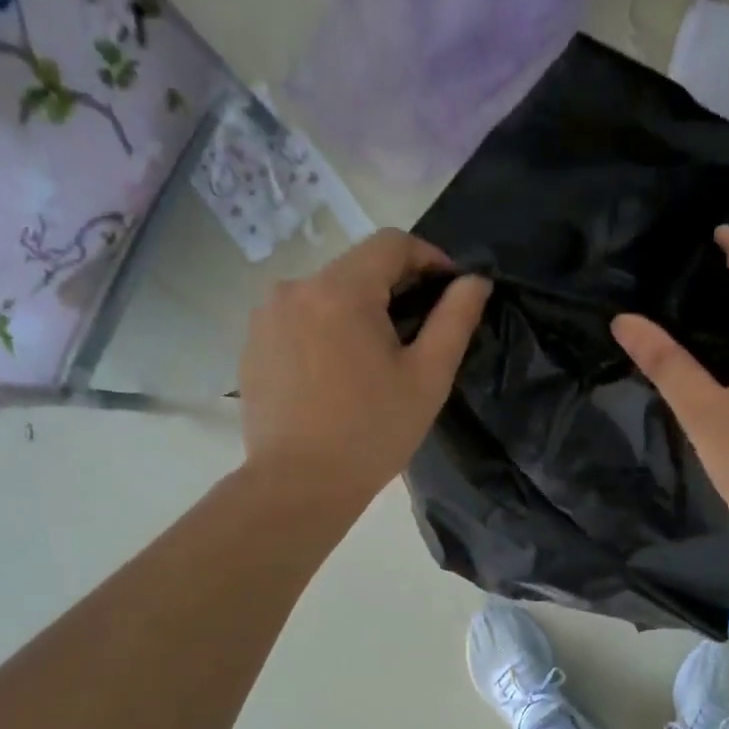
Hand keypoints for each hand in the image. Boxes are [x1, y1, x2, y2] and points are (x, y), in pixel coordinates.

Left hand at [239, 229, 489, 516]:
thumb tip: (475, 281)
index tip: (449, 290)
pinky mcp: (252, 344)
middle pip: (356, 267)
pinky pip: (299, 319)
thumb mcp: (428, 377)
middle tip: (417, 334)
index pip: (391, 243)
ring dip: (357, 310)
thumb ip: (455, 319)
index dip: (429, 258)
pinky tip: (337, 374)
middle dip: (393, 288)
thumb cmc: (372, 432)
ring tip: (375, 358)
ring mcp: (266, 317)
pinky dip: (325, 331)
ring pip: (326, 293)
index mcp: (340, 290)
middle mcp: (295, 288)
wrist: (298, 485)